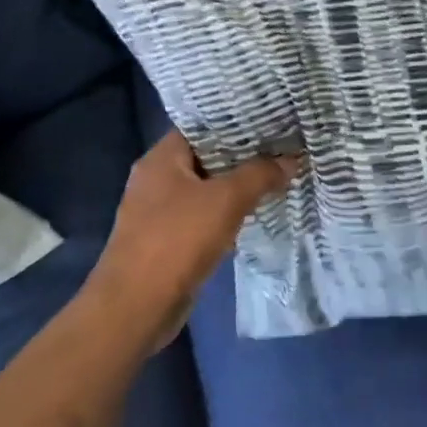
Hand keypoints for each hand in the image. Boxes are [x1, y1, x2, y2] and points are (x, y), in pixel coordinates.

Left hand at [90, 130, 299, 349]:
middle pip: (206, 157)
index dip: (236, 121)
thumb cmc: (176, 241)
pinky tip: (256, 213)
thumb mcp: (226, 201)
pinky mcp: (167, 240)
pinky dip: (227, 214)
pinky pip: (204, 216)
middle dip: (243, 155)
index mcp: (161, 159)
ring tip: (278, 175)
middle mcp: (157, 179)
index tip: (271, 118)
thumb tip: (292, 159)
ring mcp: (159, 212)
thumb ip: (260, 175)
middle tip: (283, 146)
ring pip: (207, 189)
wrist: (135, 308)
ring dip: (237, 186)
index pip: (202, 126)